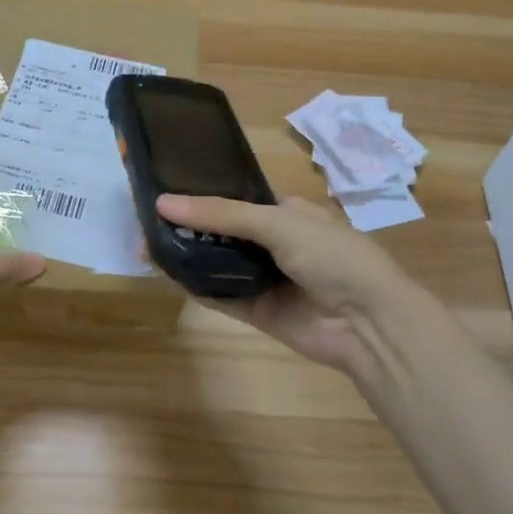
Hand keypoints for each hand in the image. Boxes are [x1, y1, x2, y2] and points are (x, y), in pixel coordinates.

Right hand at [155, 194, 417, 376]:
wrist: (367, 323)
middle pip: (222, 232)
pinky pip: (221, 296)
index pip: (237, 199)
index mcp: (287, 212)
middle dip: (188, 227)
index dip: (203, 195)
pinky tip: (166, 273)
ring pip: (218, 264)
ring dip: (186, 256)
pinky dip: (196, 285)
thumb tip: (164, 202)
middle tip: (145, 222)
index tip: (165, 190)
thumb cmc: (332, 256)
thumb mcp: (279, 222)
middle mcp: (274, 243)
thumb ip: (223, 214)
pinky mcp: (257, 311)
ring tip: (146, 246)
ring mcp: (265, 279)